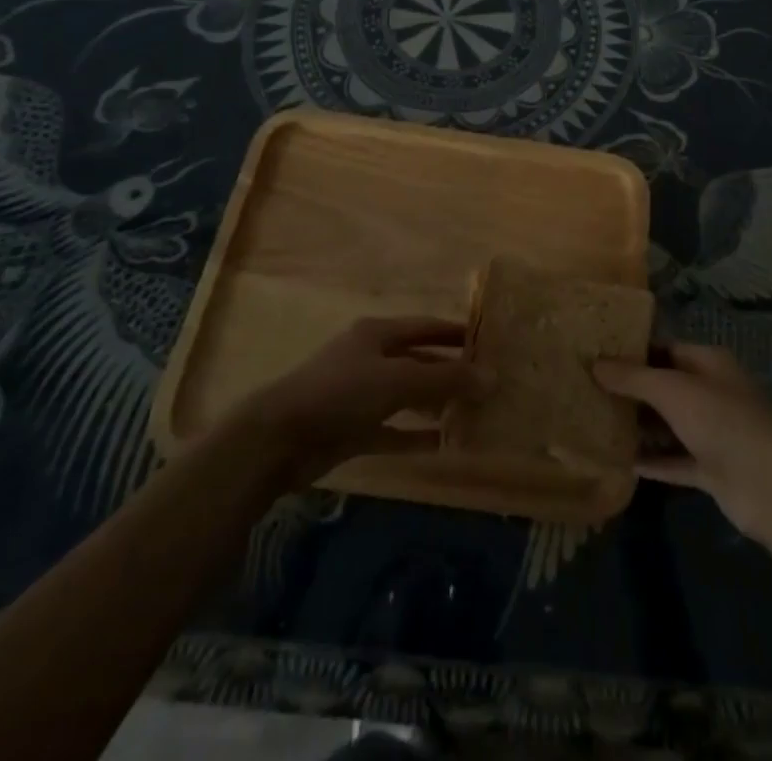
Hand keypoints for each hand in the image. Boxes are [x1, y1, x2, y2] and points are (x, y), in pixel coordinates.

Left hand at [235, 316, 494, 489]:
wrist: (278, 439)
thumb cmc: (341, 392)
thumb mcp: (398, 380)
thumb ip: (445, 379)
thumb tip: (492, 378)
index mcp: (377, 333)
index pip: (425, 326)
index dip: (455, 333)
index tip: (488, 342)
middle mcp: (370, 358)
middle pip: (418, 361)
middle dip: (450, 372)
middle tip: (486, 384)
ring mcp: (359, 395)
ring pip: (407, 397)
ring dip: (436, 405)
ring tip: (472, 414)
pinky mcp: (352, 430)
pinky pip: (392, 430)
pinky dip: (415, 436)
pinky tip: (444, 445)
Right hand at [593, 342, 771, 539]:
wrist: (769, 485)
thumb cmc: (720, 419)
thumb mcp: (671, 389)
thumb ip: (632, 377)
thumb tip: (595, 364)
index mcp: (708, 362)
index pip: (665, 349)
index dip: (633, 351)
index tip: (598, 356)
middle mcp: (712, 393)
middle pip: (665, 386)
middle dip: (632, 390)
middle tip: (589, 389)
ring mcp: (713, 433)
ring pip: (669, 424)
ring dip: (640, 426)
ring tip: (597, 422)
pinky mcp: (711, 470)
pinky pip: (674, 460)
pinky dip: (652, 461)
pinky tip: (620, 461)